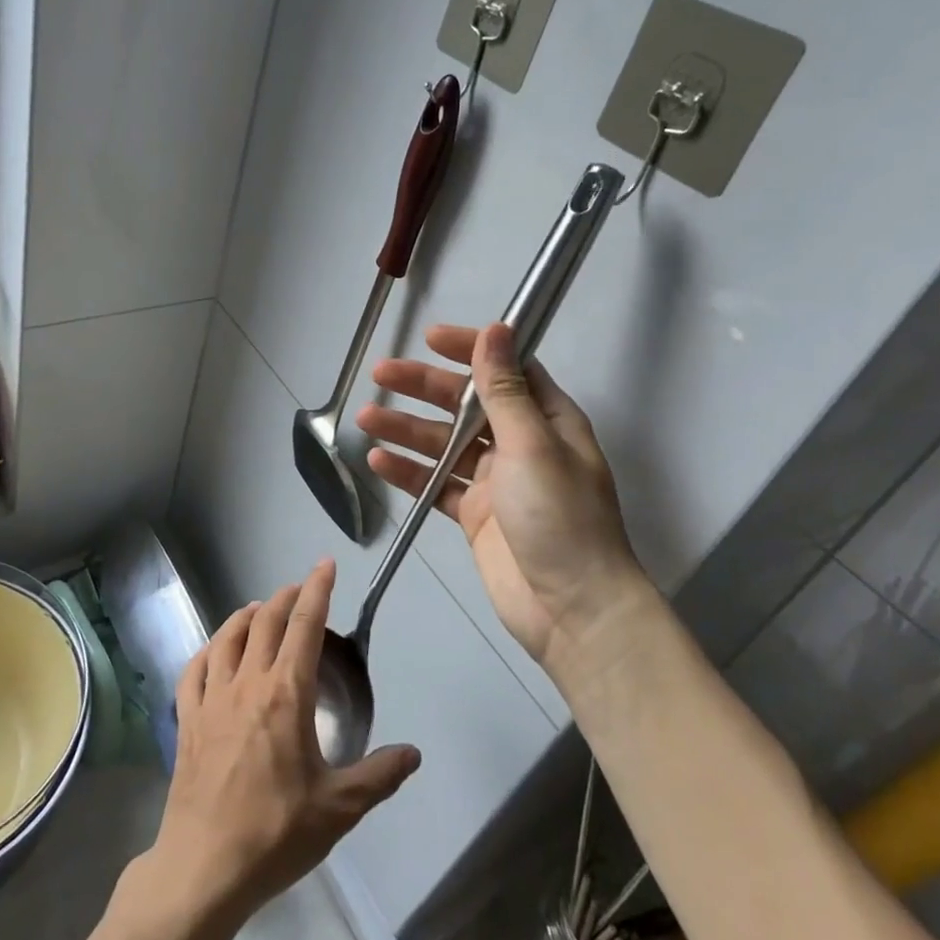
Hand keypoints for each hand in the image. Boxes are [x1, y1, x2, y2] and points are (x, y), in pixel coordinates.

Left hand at [144, 561, 420, 921]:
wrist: (205, 866)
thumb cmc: (276, 833)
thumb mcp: (338, 809)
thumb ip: (379, 776)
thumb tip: (413, 754)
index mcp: (286, 693)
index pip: (305, 625)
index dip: (317, 589)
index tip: (325, 563)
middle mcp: (247, 682)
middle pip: (266, 622)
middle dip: (285, 597)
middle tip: (299, 589)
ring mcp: (211, 698)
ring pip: (227, 637)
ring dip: (246, 616)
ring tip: (260, 610)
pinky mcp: (187, 718)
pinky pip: (194, 669)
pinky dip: (207, 649)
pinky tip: (214, 651)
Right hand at [358, 322, 651, 663]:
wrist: (572, 609)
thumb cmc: (560, 516)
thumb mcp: (532, 445)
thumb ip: (503, 390)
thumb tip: (496, 329)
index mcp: (547, 420)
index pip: (505, 369)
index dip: (470, 349)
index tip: (429, 338)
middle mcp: (520, 443)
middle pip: (465, 404)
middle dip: (423, 387)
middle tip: (380, 373)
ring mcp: (494, 480)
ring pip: (443, 443)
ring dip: (406, 429)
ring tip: (366, 418)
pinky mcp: (474, 514)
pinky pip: (435, 484)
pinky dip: (409, 472)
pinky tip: (378, 462)